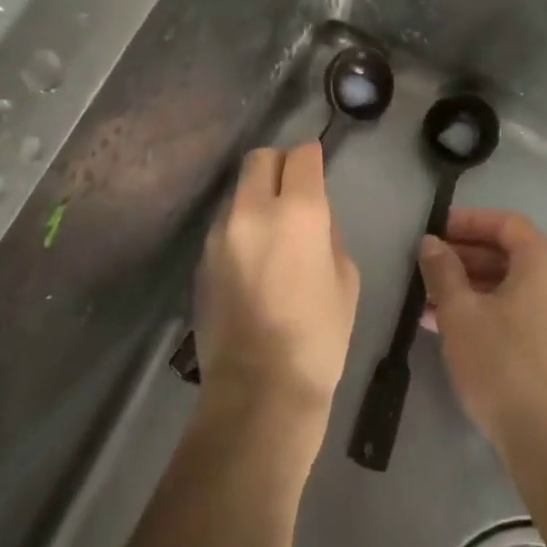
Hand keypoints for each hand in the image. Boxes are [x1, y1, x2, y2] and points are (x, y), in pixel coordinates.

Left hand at [195, 143, 358, 423]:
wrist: (259, 390)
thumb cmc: (318, 337)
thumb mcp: (345, 279)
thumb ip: (327, 234)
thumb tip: (311, 219)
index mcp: (298, 212)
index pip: (301, 156)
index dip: (312, 157)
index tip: (317, 168)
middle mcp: (252, 210)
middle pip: (259, 158)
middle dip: (279, 165)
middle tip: (293, 189)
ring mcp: (220, 233)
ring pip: (238, 191)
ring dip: (256, 198)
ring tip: (271, 232)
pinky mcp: (201, 258)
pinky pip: (225, 225)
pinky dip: (241, 228)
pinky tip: (252, 261)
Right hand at [419, 209, 546, 455]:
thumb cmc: (503, 363)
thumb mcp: (460, 312)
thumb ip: (442, 270)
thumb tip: (430, 243)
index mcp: (545, 262)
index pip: (505, 223)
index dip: (467, 222)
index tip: (434, 231)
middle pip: (509, 254)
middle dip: (464, 258)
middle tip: (425, 267)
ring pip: (511, 287)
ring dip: (470, 288)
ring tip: (427, 301)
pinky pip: (520, 313)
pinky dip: (487, 311)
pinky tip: (450, 328)